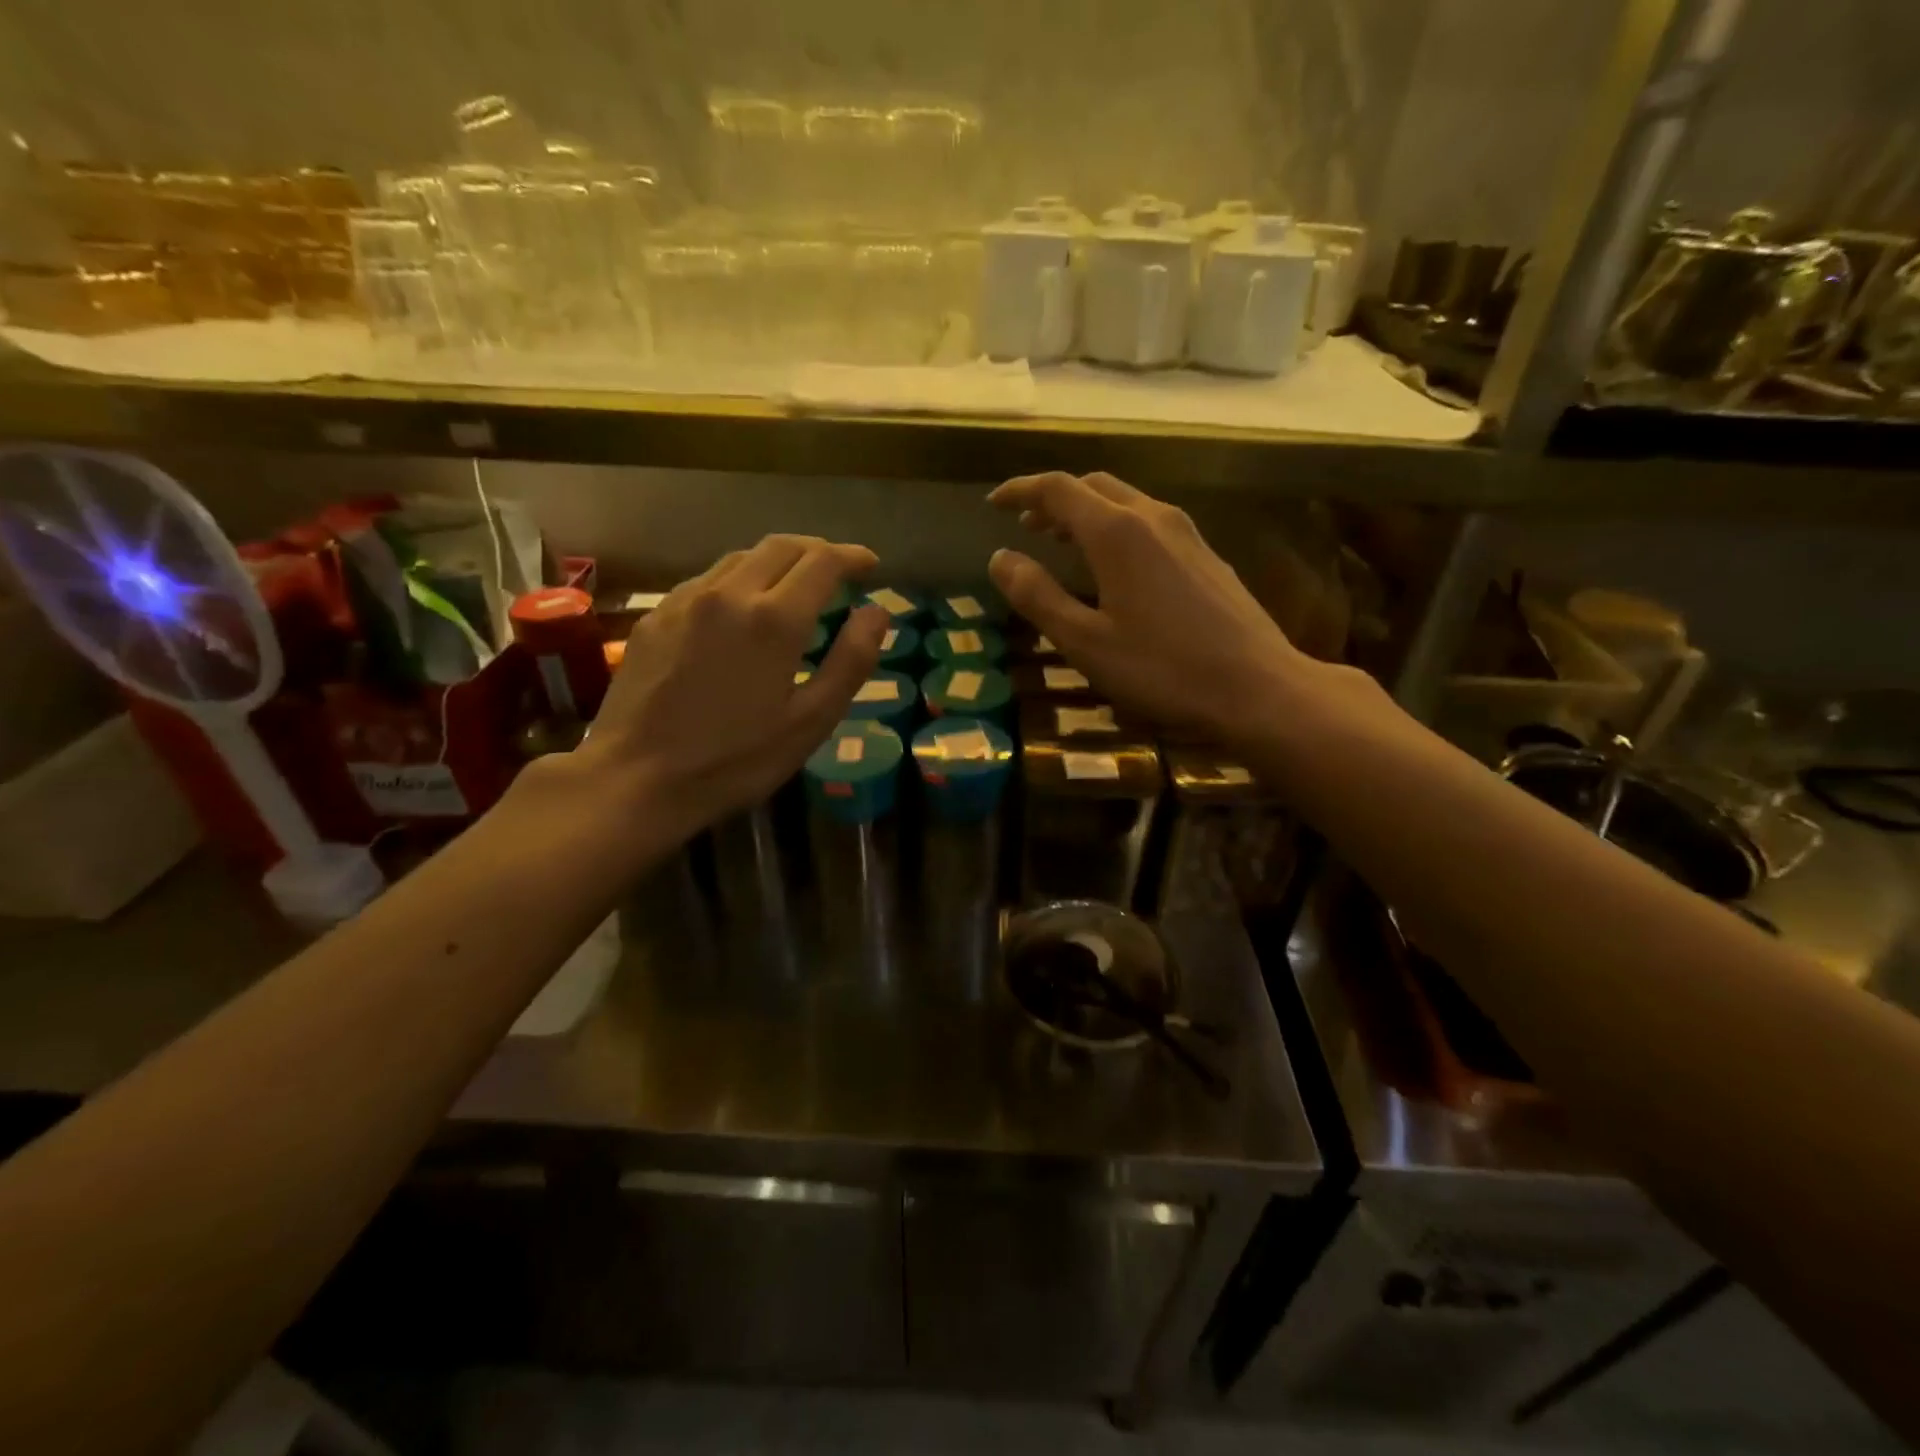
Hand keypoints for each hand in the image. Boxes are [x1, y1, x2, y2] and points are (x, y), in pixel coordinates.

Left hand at [574, 535, 887, 837]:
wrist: (636, 779)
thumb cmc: (735, 760)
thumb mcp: (811, 722)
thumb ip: (851, 661)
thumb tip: (877, 612)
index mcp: (775, 618)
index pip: (823, 561)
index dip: (852, 557)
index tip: (870, 565)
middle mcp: (730, 593)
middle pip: (782, 546)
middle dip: (817, 551)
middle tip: (838, 572)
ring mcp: (686, 600)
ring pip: (742, 558)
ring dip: (777, 563)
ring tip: (794, 589)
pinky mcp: (657, 615)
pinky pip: (709, 580)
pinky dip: (740, 581)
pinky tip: (741, 612)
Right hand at [987, 472, 1333, 742]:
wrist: (1257, 687)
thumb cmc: (1162, 669)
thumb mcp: (1085, 641)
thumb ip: (1038, 596)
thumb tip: (1000, 558)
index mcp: (1116, 532)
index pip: (1058, 488)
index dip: (1021, 490)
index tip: (993, 504)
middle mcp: (1152, 518)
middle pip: (1094, 486)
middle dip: (1054, 499)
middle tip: (1026, 525)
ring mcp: (1186, 534)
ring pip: (1126, 501)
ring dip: (1087, 512)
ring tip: (1062, 541)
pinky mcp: (1206, 556)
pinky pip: (1150, 522)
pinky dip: (1117, 527)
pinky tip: (1115, 565)